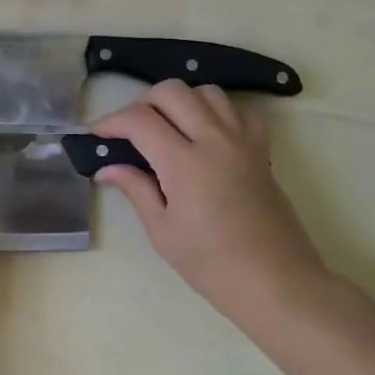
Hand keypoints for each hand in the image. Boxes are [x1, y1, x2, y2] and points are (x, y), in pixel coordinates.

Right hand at [91, 81, 331, 335]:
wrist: (277, 283)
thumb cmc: (213, 265)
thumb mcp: (163, 231)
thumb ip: (136, 189)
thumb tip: (107, 168)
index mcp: (184, 163)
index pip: (139, 120)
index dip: (111, 121)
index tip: (97, 134)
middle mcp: (214, 140)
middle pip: (172, 91)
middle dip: (143, 102)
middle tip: (130, 130)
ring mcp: (243, 141)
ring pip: (206, 92)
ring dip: (180, 101)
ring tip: (167, 127)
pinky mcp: (262, 149)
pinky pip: (239, 110)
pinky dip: (217, 111)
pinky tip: (207, 133)